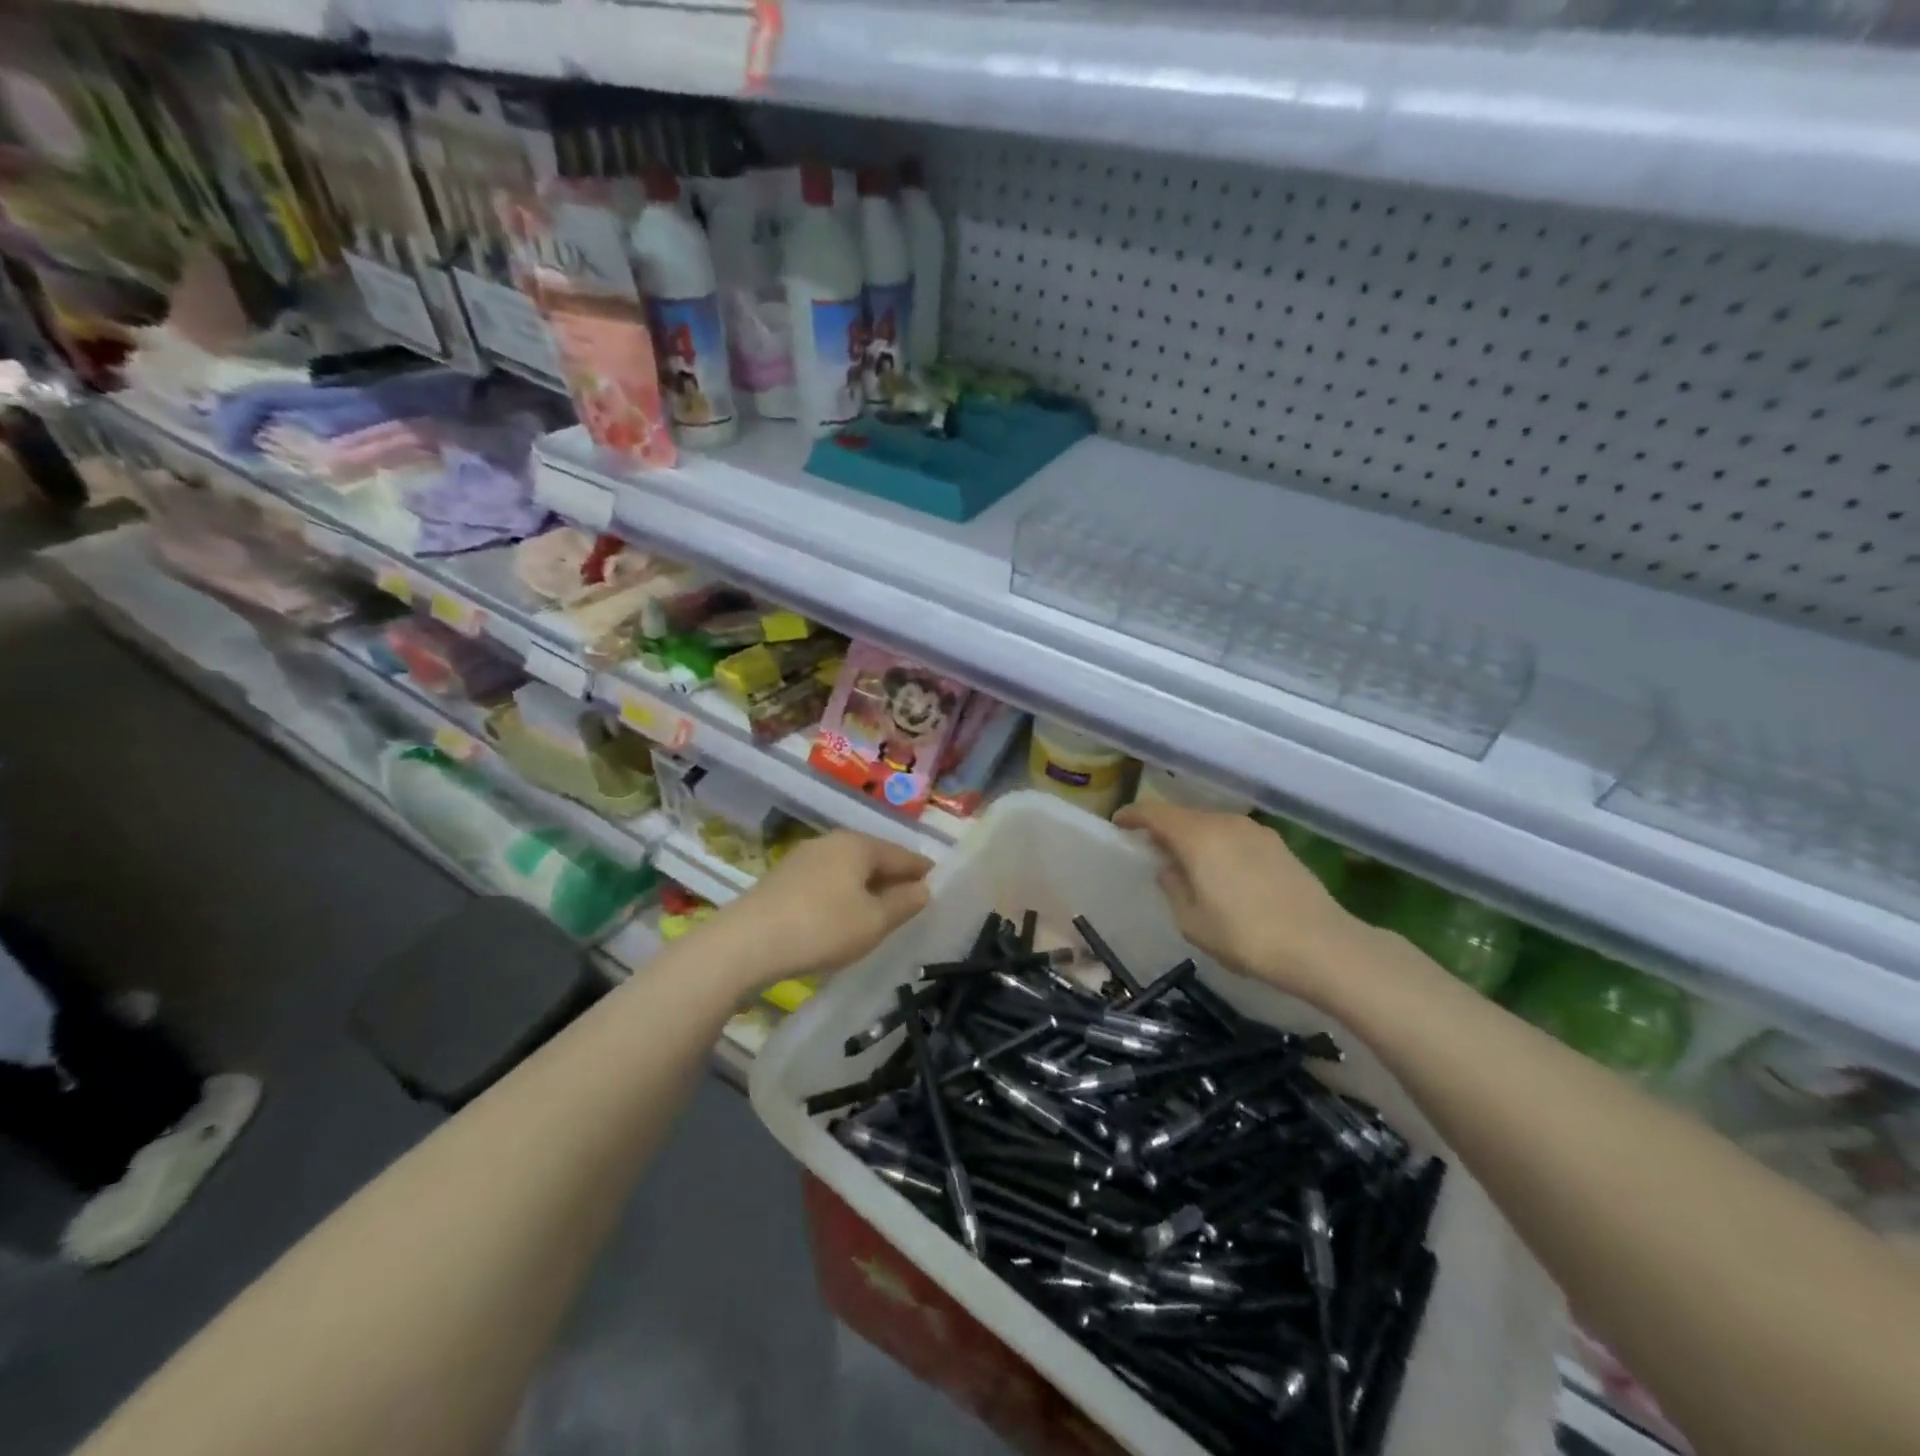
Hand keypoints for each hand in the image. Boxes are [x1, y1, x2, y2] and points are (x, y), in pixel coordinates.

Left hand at [705, 831, 932, 989]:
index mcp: (859, 844)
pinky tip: (842, 915)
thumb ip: (904, 903)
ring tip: (879, 911)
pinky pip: (826, 881)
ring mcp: (803, 857)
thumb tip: (923, 888)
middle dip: (893, 877)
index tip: (937, 883)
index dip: (922, 871)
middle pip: (873, 858)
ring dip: (866, 887)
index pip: (902, 855)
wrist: (746, 943)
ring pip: (848, 869)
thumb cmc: (822, 928)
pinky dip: (842, 894)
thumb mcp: (874, 922)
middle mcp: (832, 841)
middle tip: (911, 901)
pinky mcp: (782, 878)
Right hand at [1113, 802, 1361, 1005]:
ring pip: (1212, 824)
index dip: (1133, 816)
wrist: (1321, 945)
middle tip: (1151, 847)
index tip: (1119, 823)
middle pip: (1185, 816)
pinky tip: (1222, 870)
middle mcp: (1225, 823)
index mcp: (1197, 836)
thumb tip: (1168, 869)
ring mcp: (1256, 831)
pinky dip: (1219, 845)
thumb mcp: (1192, 922)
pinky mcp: (1278, 845)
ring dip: (1194, 837)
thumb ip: (1173, 888)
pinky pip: (1235, 836)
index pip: (1155, 814)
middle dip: (1164, 827)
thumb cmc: (1246, 936)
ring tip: (1186, 861)